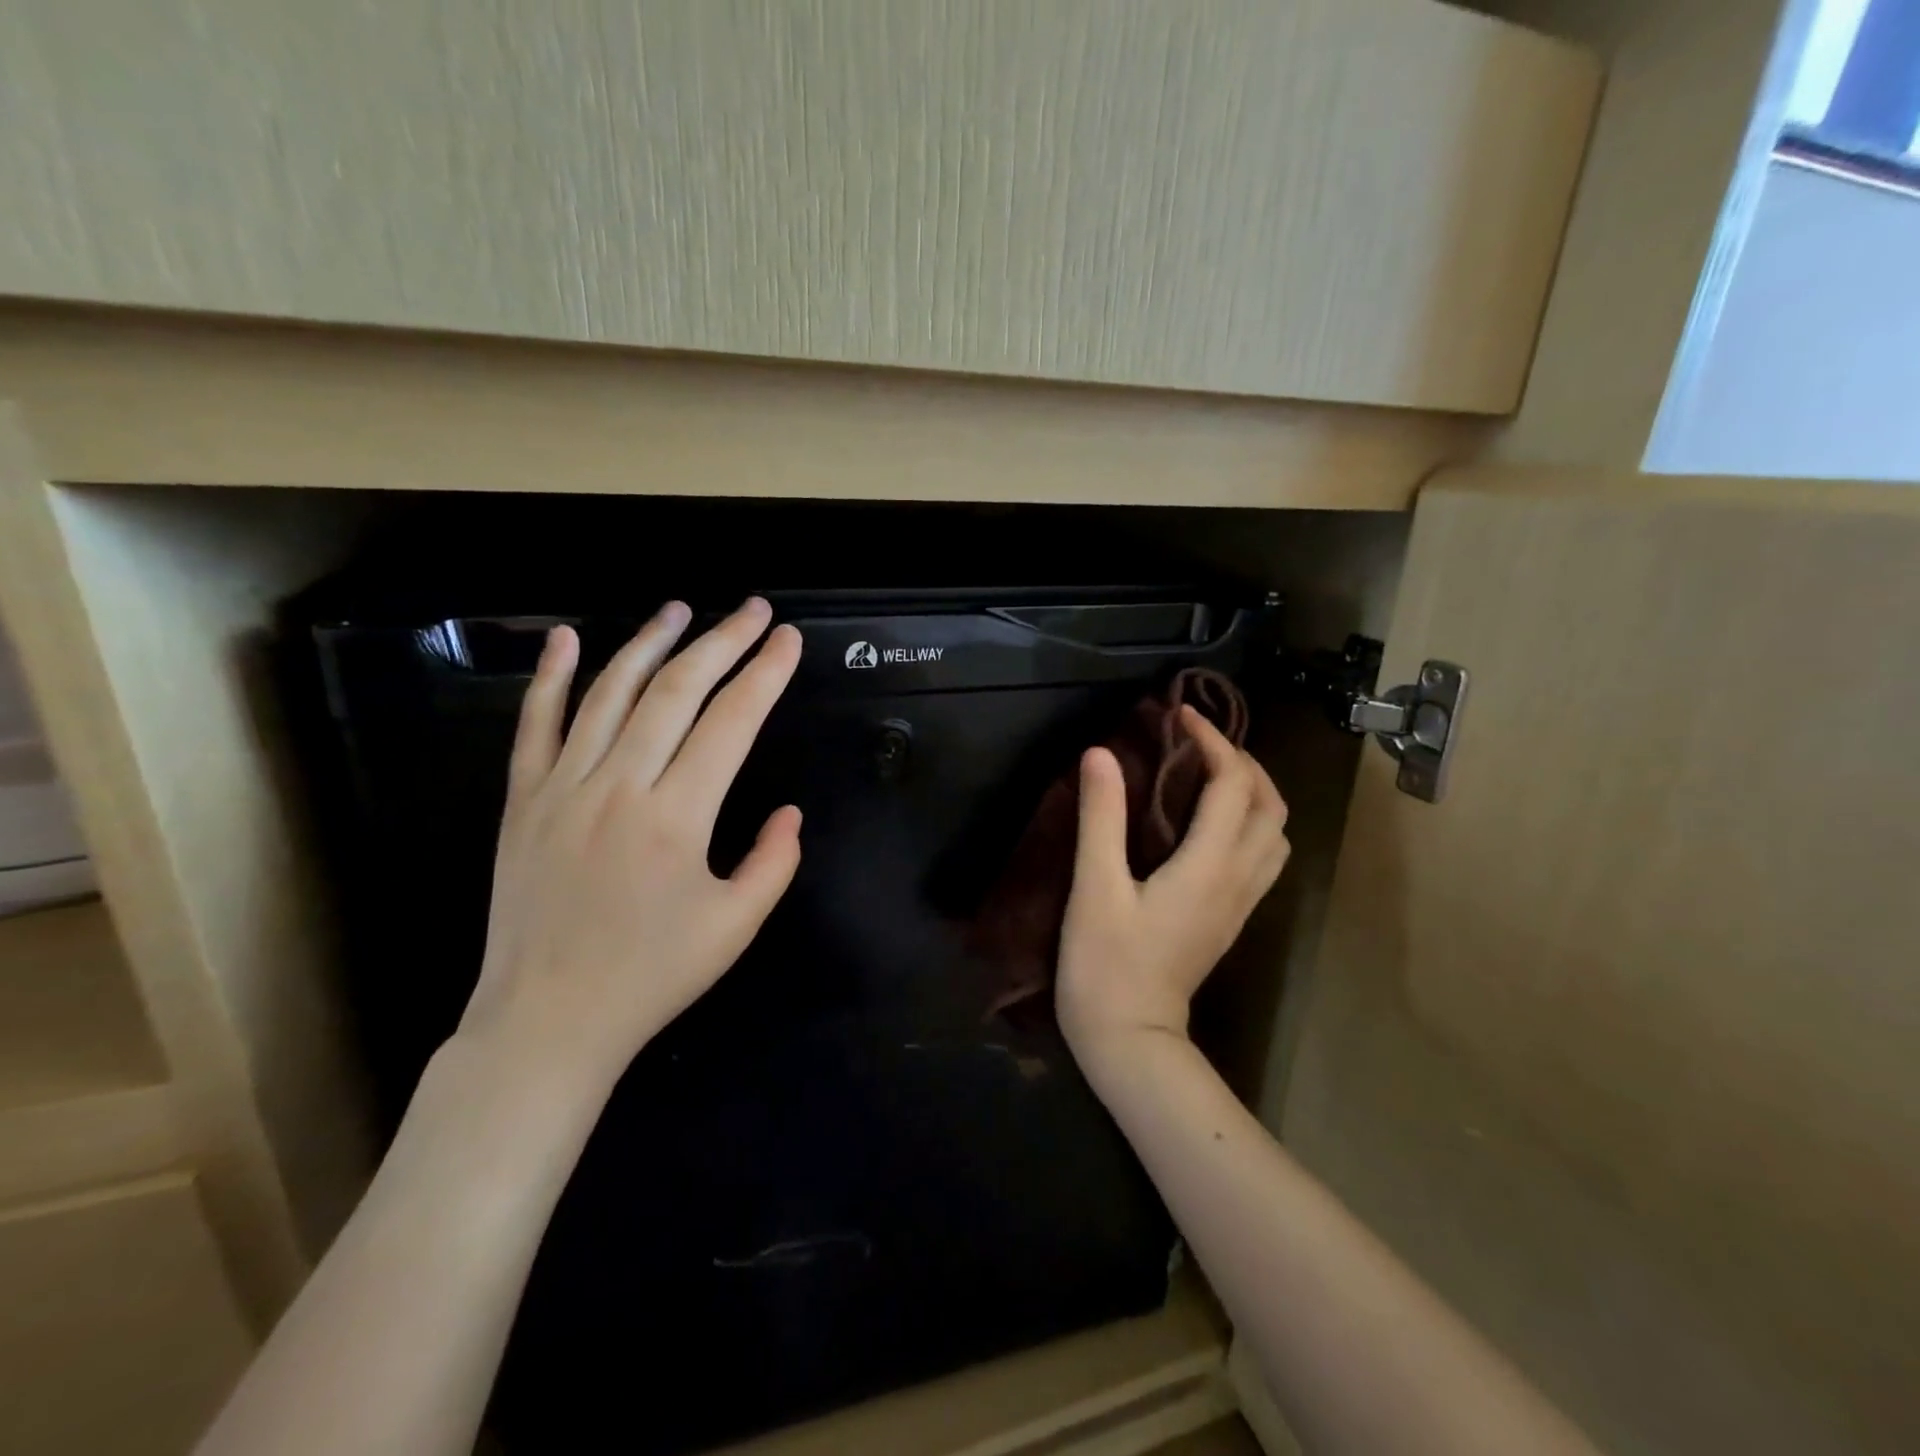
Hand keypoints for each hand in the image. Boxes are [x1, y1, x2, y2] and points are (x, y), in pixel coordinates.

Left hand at [456, 598, 803, 1100]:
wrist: (547, 1020)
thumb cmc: (652, 977)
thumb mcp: (736, 927)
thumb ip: (774, 862)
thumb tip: (790, 812)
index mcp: (677, 817)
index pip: (732, 722)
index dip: (766, 674)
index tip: (789, 640)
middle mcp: (620, 786)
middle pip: (677, 691)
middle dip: (723, 641)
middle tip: (755, 610)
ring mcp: (564, 788)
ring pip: (610, 693)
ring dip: (651, 643)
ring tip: (683, 609)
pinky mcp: (524, 801)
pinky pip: (535, 726)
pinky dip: (552, 677)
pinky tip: (569, 638)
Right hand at [1056, 706, 1288, 1067]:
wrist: (1130, 1039)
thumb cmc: (1105, 964)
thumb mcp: (1094, 887)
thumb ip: (1101, 817)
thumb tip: (1101, 753)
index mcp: (1208, 865)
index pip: (1233, 784)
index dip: (1213, 740)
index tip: (1180, 716)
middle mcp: (1237, 879)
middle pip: (1271, 805)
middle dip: (1244, 761)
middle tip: (1199, 742)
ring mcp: (1240, 903)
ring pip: (1276, 834)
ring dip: (1255, 793)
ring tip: (1212, 775)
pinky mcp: (1230, 920)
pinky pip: (1262, 858)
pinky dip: (1251, 824)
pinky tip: (1212, 824)